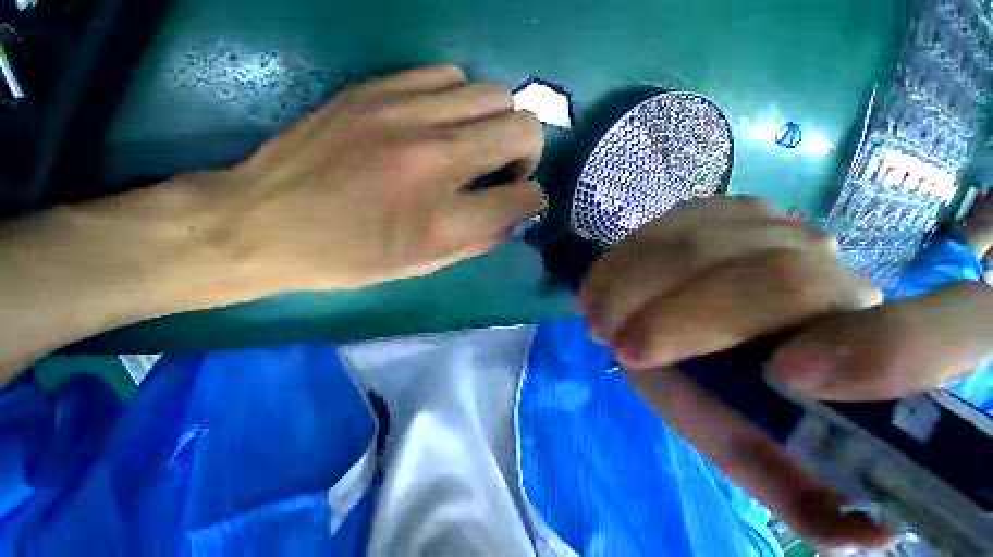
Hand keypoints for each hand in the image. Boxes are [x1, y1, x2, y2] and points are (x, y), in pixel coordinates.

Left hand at [225, 64, 544, 291]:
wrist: (264, 221)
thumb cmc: (350, 258)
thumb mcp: (422, 266)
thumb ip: (477, 241)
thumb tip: (512, 218)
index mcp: (442, 221)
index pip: (523, 197)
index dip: (531, 200)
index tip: (521, 202)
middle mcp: (434, 161)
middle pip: (521, 129)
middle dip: (529, 153)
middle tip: (508, 170)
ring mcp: (404, 115)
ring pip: (493, 94)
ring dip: (497, 124)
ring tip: (477, 145)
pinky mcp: (377, 89)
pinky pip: (449, 77)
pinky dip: (462, 102)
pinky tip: (444, 123)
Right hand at [581, 197, 991, 548]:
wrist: (676, 323)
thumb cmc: (717, 392)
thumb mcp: (748, 447)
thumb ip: (798, 494)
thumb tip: (870, 534)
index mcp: (872, 347)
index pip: (939, 333)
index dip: (883, 352)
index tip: (787, 380)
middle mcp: (837, 273)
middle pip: (779, 277)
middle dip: (682, 320)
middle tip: (618, 347)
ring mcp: (773, 226)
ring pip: (702, 245)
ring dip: (632, 287)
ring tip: (596, 320)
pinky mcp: (717, 210)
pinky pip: (662, 228)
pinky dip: (620, 263)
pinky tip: (598, 289)